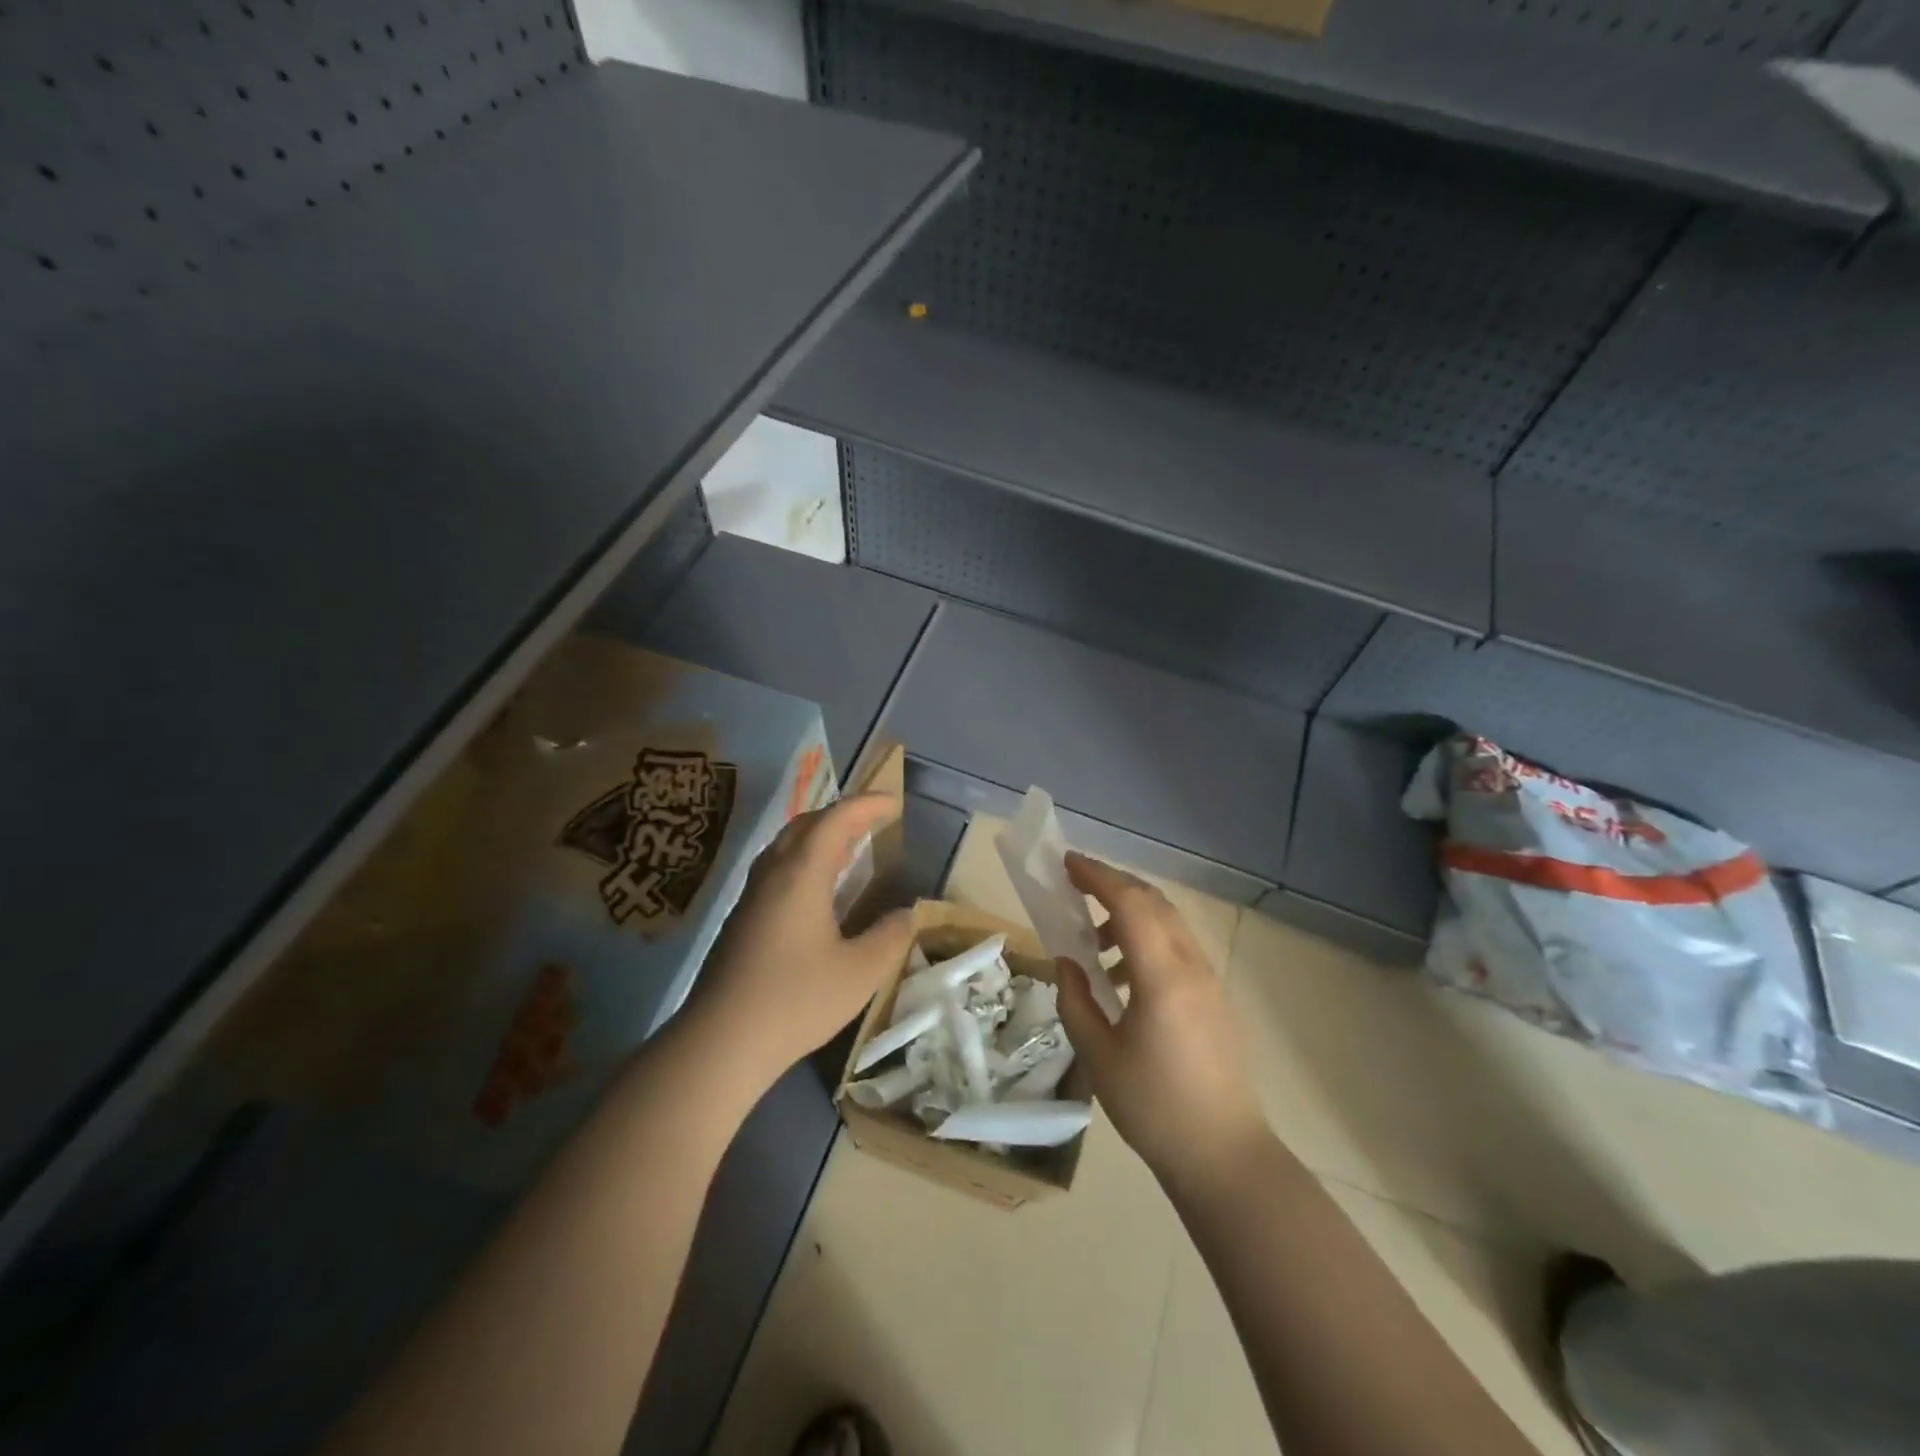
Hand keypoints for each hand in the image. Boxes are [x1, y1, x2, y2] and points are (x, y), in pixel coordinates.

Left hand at [680, 793, 912, 1087]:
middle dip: (841, 814)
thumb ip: (890, 937)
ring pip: (786, 845)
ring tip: (848, 846)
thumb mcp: (861, 972)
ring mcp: (751, 896)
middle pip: (806, 824)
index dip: (866, 805)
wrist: (722, 1041)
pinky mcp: (741, 919)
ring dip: (819, 835)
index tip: (893, 801)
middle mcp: (773, 873)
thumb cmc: (797, 999)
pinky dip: (803, 859)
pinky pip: (776, 868)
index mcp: (802, 874)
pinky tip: (816, 889)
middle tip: (873, 820)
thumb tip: (905, 914)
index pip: (836, 819)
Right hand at [1054, 852, 1271, 1190]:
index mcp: (1162, 977)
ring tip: (1094, 940)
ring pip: (1169, 923)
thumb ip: (1076, 1000)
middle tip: (1075, 884)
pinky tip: (1124, 976)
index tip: (1066, 864)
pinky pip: (1179, 948)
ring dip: (1131, 914)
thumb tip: (1067, 963)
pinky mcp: (1216, 999)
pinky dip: (1148, 939)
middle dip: (1113, 884)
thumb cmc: (1154, 1108)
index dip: (1097, 877)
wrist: (1225, 1157)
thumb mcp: (1098, 1057)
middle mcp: (1192, 967)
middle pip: (1154, 903)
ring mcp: (1210, 981)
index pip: (1130, 904)